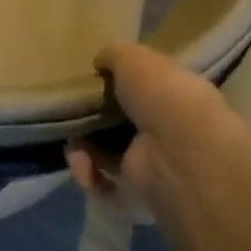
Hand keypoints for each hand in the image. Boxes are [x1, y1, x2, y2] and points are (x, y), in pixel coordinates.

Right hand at [65, 42, 232, 222]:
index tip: (91, 84)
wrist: (179, 151)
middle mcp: (165, 133)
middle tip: (72, 116)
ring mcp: (152, 166)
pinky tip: (84, 164)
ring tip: (74, 145)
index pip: (142, 93)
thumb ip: (115, 55)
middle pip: (118, 126)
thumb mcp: (134, 58)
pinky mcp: (137, 195)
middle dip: (90, 122)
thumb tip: (99, 61)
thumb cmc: (162, 95)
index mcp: (173, 98)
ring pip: (106, 157)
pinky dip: (89, 175)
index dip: (115, 88)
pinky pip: (103, 185)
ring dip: (83, 150)